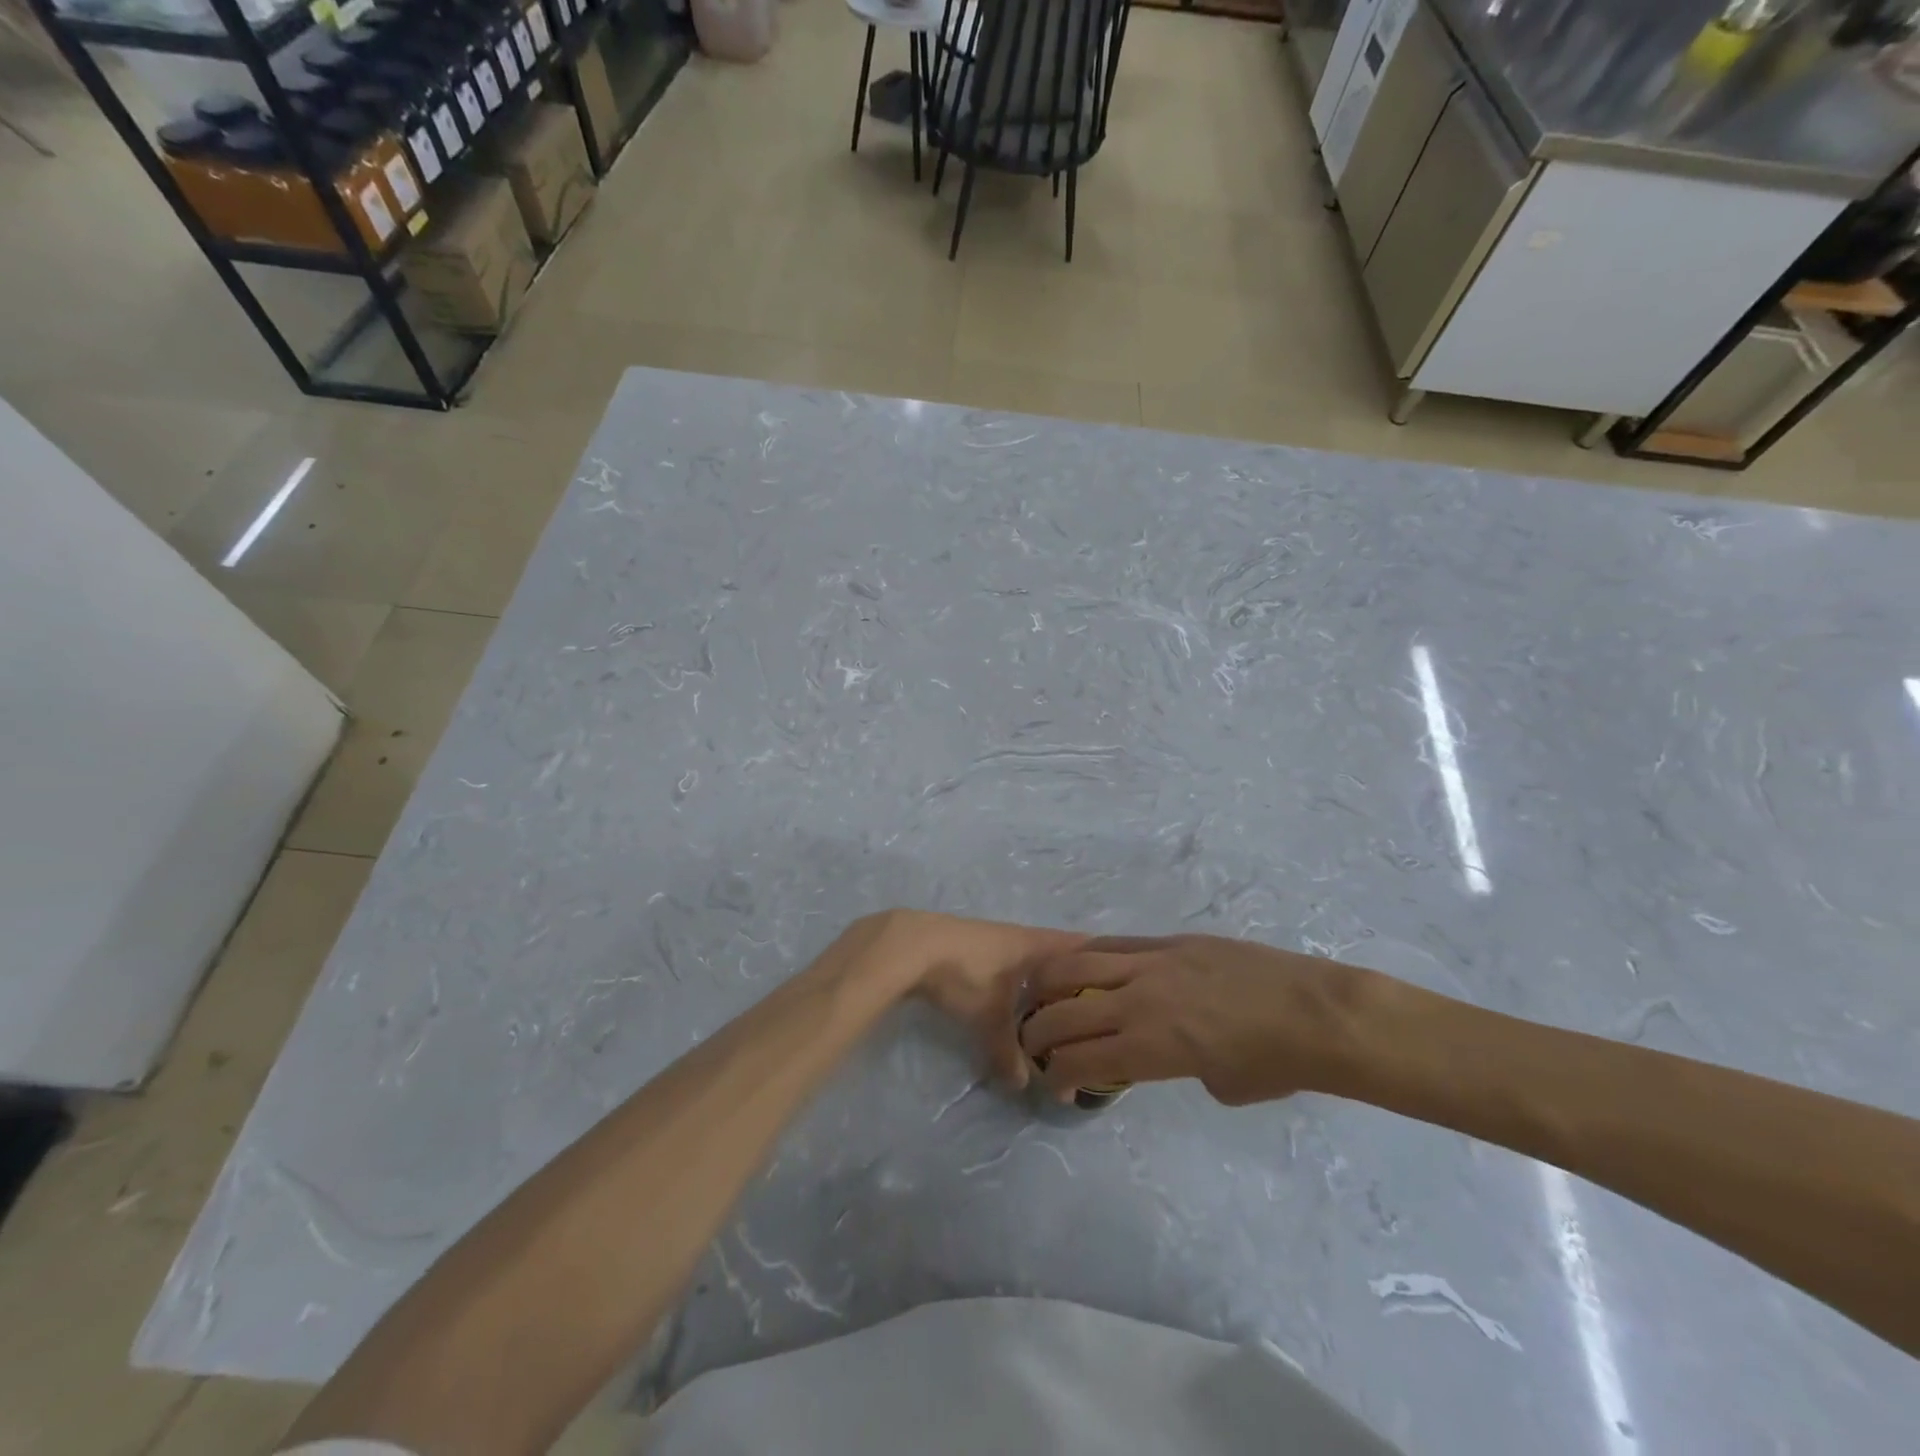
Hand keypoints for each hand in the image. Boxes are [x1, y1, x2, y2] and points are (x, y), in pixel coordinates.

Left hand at [861, 911, 1083, 1089]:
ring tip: (1055, 1011)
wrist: (910, 947)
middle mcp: (1020, 937)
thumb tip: (1022, 1085)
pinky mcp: (971, 947)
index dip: (1103, 960)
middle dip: (1073, 979)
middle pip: (1058, 955)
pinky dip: (1015, 982)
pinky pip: (1007, 965)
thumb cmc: (965, 974)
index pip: (1082, 947)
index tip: (1125, 978)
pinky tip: (1011, 1001)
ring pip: (1030, 961)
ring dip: (1041, 981)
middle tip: (1093, 1008)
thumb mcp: (990, 1020)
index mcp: (1036, 945)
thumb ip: (1008, 1053)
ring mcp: (994, 939)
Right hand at [1018, 935, 1371, 1104]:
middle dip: (1039, 1031)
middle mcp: (1138, 1001)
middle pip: (1065, 1011)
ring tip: (1042, 995)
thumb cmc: (1275, 1064)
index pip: (1081, 1059)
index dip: (1057, 1075)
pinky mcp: (1168, 941)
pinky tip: (1080, 965)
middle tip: (1035, 1042)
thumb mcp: (1218, 1085)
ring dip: (1050, 983)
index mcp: (1151, 1046)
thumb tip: (1164, 1053)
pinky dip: (1087, 956)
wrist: (1314, 1012)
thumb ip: (1176, 1068)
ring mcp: (1151, 963)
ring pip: (1077, 964)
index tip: (1054, 1083)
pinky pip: (1114, 944)